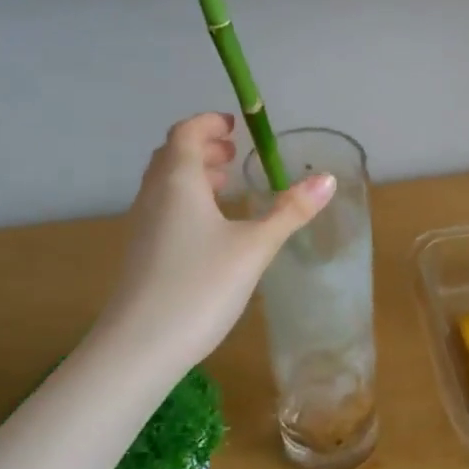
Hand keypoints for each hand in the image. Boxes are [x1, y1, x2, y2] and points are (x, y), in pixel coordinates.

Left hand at [96, 113, 334, 375]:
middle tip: (234, 154)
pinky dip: (187, 202)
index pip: (186, 133)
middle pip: (173, 155)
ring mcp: (142, 225)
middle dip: (204, 148)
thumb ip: (290, 211)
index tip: (236, 126)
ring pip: (166, 184)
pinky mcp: (141, 253)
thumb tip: (328, 178)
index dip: (209, 123)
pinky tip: (211, 230)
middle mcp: (154, 195)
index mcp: (178, 181)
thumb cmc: (200, 286)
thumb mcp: (255, 247)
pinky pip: (164, 209)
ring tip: (227, 187)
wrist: (140, 346)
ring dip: (195, 175)